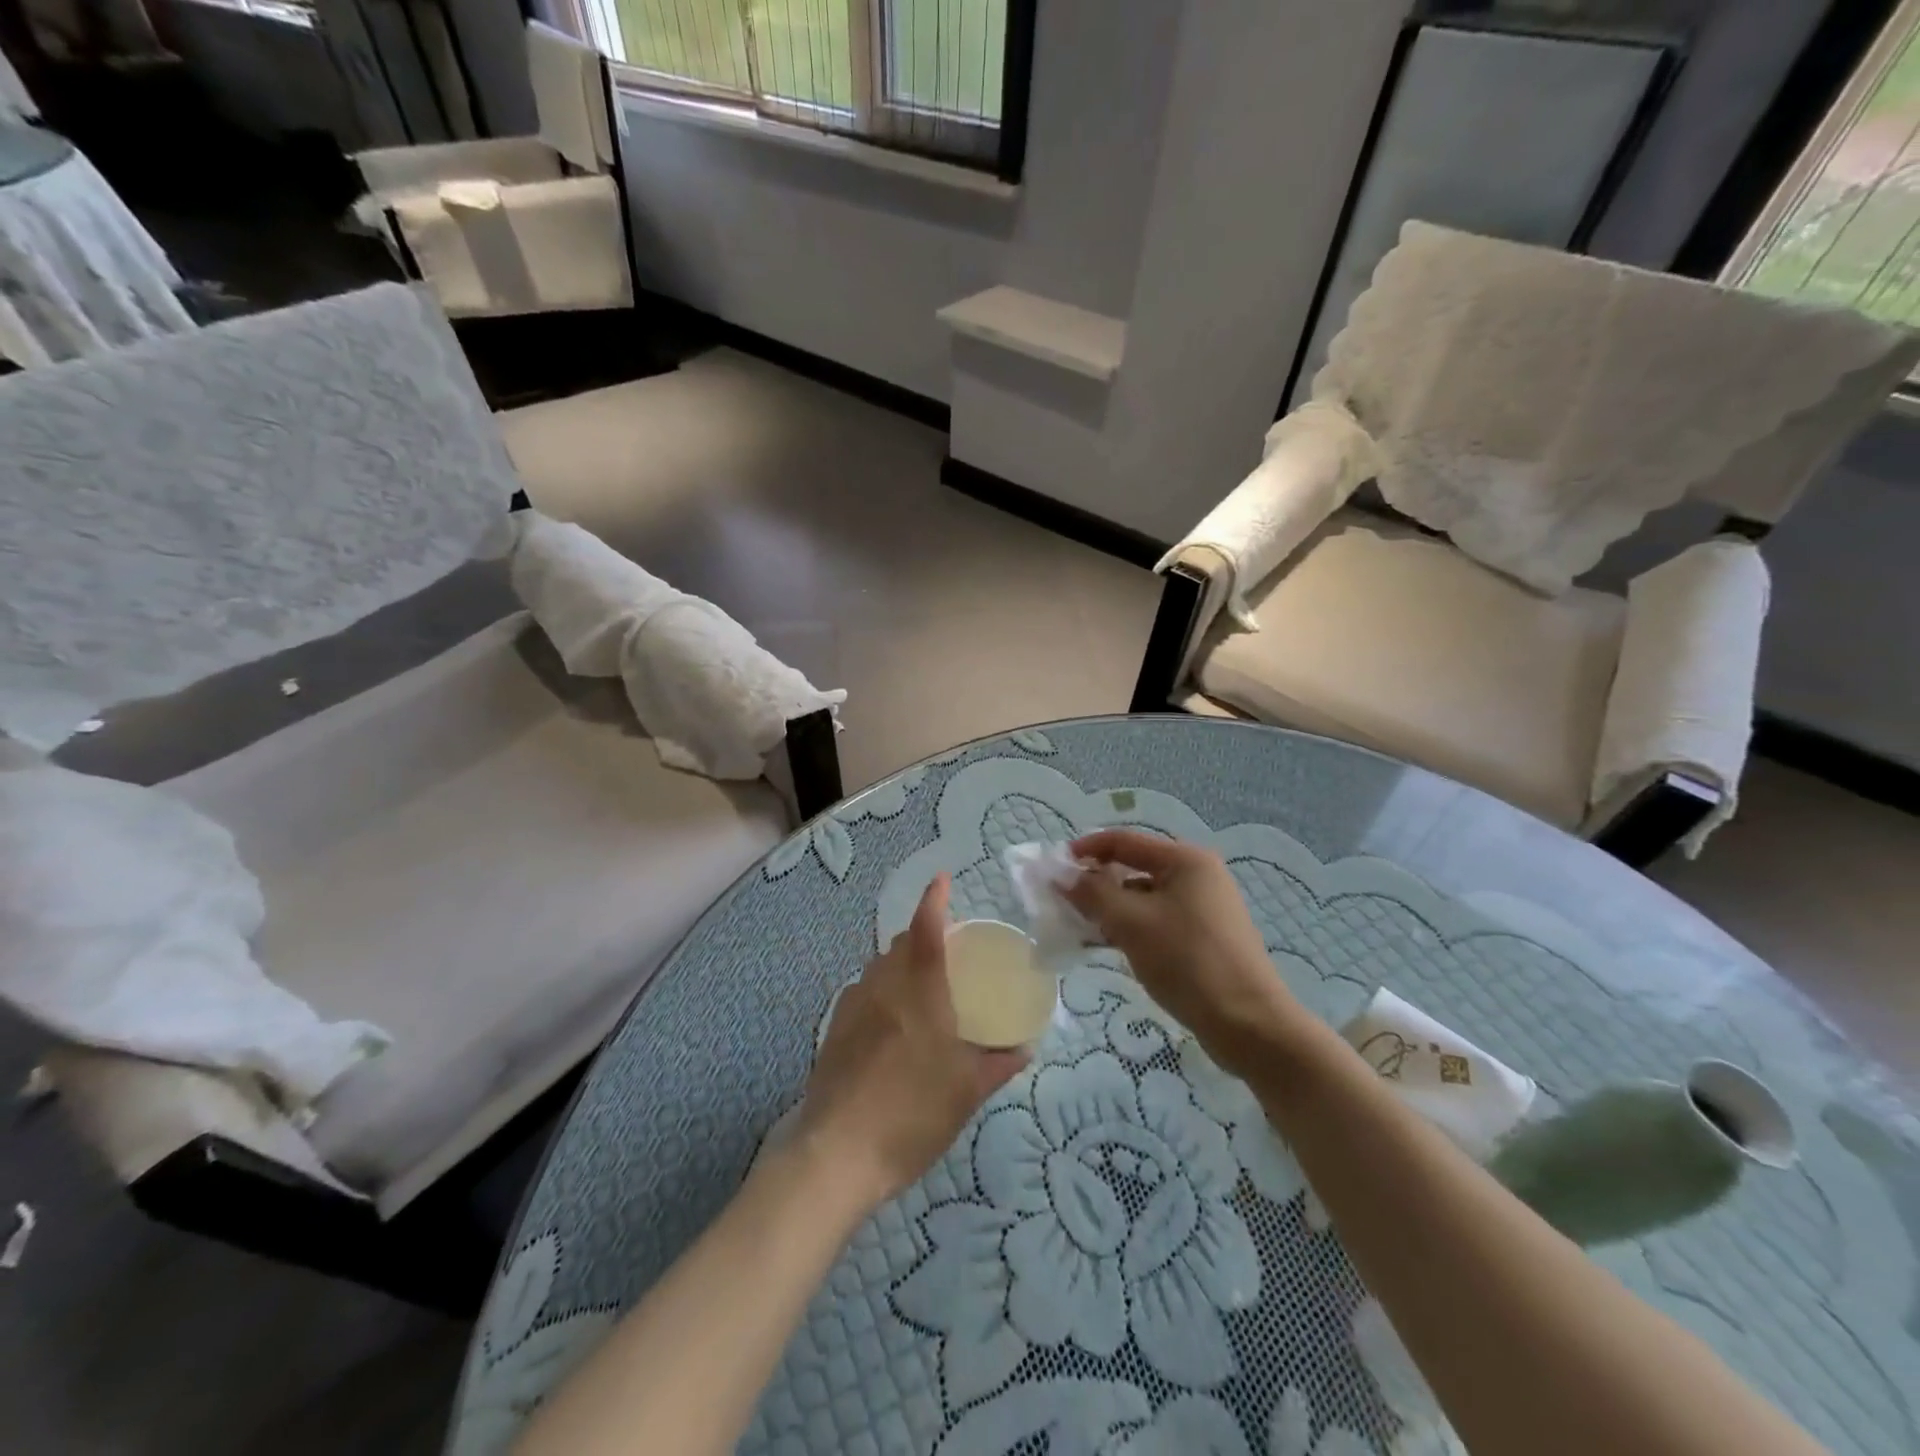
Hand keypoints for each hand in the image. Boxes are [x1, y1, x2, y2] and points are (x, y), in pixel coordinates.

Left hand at [797, 874, 1027, 1207]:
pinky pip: (863, 993)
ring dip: (900, 965)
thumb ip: (997, 1064)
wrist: (835, 1154)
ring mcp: (852, 1006)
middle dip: (922, 937)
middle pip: (900, 945)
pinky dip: (882, 992)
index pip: (926, 928)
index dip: (934, 900)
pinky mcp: (833, 1029)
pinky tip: (892, 1025)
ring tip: (922, 991)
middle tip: (947, 953)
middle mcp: (882, 986)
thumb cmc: (911, 1114)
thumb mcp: (966, 1093)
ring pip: (879, 968)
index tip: (942, 880)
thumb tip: (1024, 1048)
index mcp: (918, 991)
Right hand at [1064, 830, 1307, 1075]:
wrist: (1248, 1024)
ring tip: (1080, 929)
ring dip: (1111, 909)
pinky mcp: (1204, 937)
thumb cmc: (1187, 962)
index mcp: (1185, 860)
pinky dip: (1130, 928)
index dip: (1086, 849)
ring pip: (1143, 897)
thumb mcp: (1131, 923)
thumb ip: (1092, 893)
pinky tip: (1108, 946)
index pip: (1124, 840)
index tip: (1053, 869)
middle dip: (1096, 883)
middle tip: (1063, 903)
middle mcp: (1197, 875)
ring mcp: (1203, 907)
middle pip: (1134, 867)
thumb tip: (1062, 875)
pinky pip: (1156, 920)